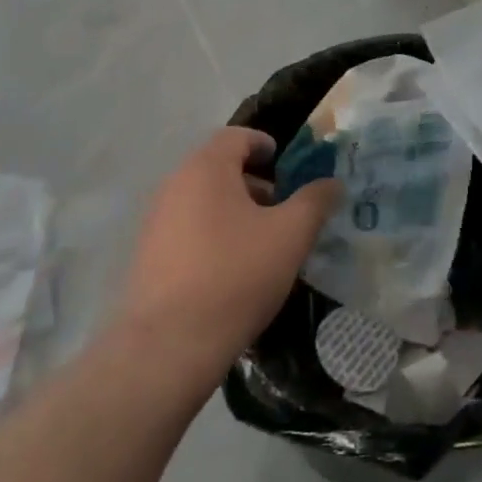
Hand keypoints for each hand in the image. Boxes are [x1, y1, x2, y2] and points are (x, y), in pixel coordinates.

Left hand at [113, 128, 342, 377]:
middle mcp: (175, 184)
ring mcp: (156, 220)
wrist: (169, 345)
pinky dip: (213, 233)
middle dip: (254, 181)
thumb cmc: (236, 275)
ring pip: (203, 199)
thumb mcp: (290, 235)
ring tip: (262, 241)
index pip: (237, 136)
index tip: (287, 166)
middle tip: (283, 207)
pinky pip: (187, 227)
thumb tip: (333, 182)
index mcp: (206, 168)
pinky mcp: (148, 255)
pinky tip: (233, 268)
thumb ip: (315, 201)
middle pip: (218, 167)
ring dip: (234, 209)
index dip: (265, 145)